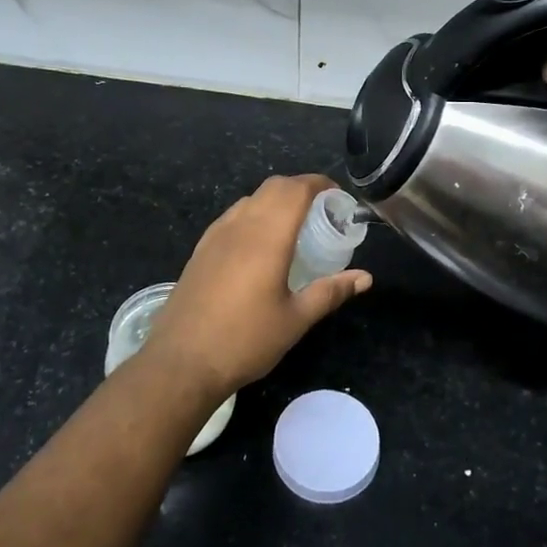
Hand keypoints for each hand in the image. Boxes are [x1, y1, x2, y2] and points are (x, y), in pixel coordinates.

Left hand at [146, 175, 371, 399]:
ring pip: (250, 199)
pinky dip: (254, 214)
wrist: (181, 362)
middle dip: (300, 188)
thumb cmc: (245, 340)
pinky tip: (260, 245)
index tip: (338, 196)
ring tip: (293, 227)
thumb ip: (330, 292)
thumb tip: (365, 278)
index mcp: (267, 236)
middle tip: (322, 211)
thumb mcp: (295, 319)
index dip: (319, 184)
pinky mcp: (200, 250)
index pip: (295, 190)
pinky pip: (232, 216)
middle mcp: (240, 226)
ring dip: (275, 200)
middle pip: (273, 187)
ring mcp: (215, 236)